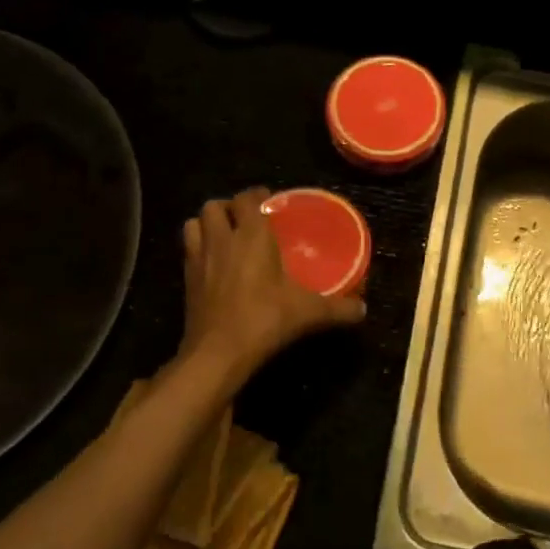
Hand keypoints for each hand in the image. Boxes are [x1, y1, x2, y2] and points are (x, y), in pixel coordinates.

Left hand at [181, 188, 365, 380]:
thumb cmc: (264, 320)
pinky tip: (213, 265)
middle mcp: (222, 239)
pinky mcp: (186, 280)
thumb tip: (363, 309)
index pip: (247, 198)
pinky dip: (198, 249)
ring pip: (193, 223)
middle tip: (246, 220)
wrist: (217, 353)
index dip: (257, 195)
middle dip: (228, 207)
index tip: (269, 202)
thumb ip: (337, 308)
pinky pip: (187, 251)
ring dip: (207, 224)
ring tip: (224, 235)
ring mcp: (199, 258)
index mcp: (251, 235)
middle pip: (214, 206)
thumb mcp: (308, 313)